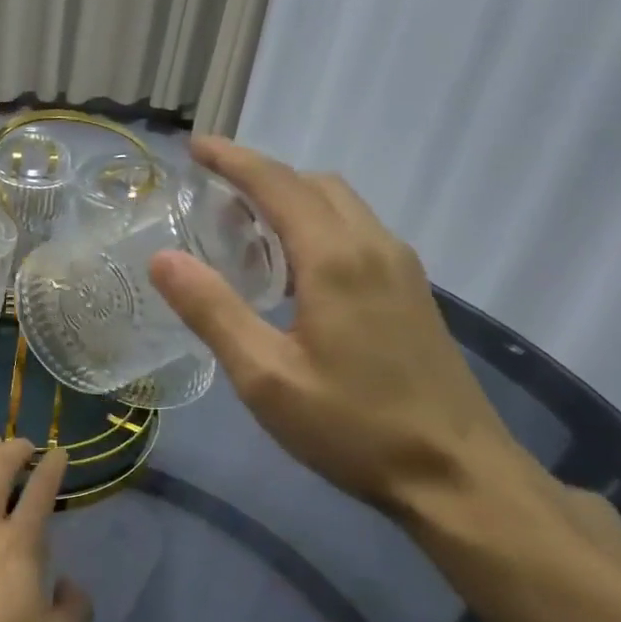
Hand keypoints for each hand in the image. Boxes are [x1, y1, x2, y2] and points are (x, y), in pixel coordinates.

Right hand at [150, 137, 538, 521]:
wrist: (457, 475)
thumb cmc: (352, 427)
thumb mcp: (265, 377)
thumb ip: (212, 311)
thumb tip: (162, 258)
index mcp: (335, 258)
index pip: (278, 183)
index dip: (233, 159)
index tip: (194, 146)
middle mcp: (374, 246)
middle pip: (313, 184)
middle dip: (261, 176)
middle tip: (211, 196)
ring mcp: (401, 268)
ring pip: (340, 206)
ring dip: (291, 200)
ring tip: (244, 231)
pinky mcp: (412, 292)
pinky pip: (356, 232)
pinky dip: (316, 225)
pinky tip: (293, 272)